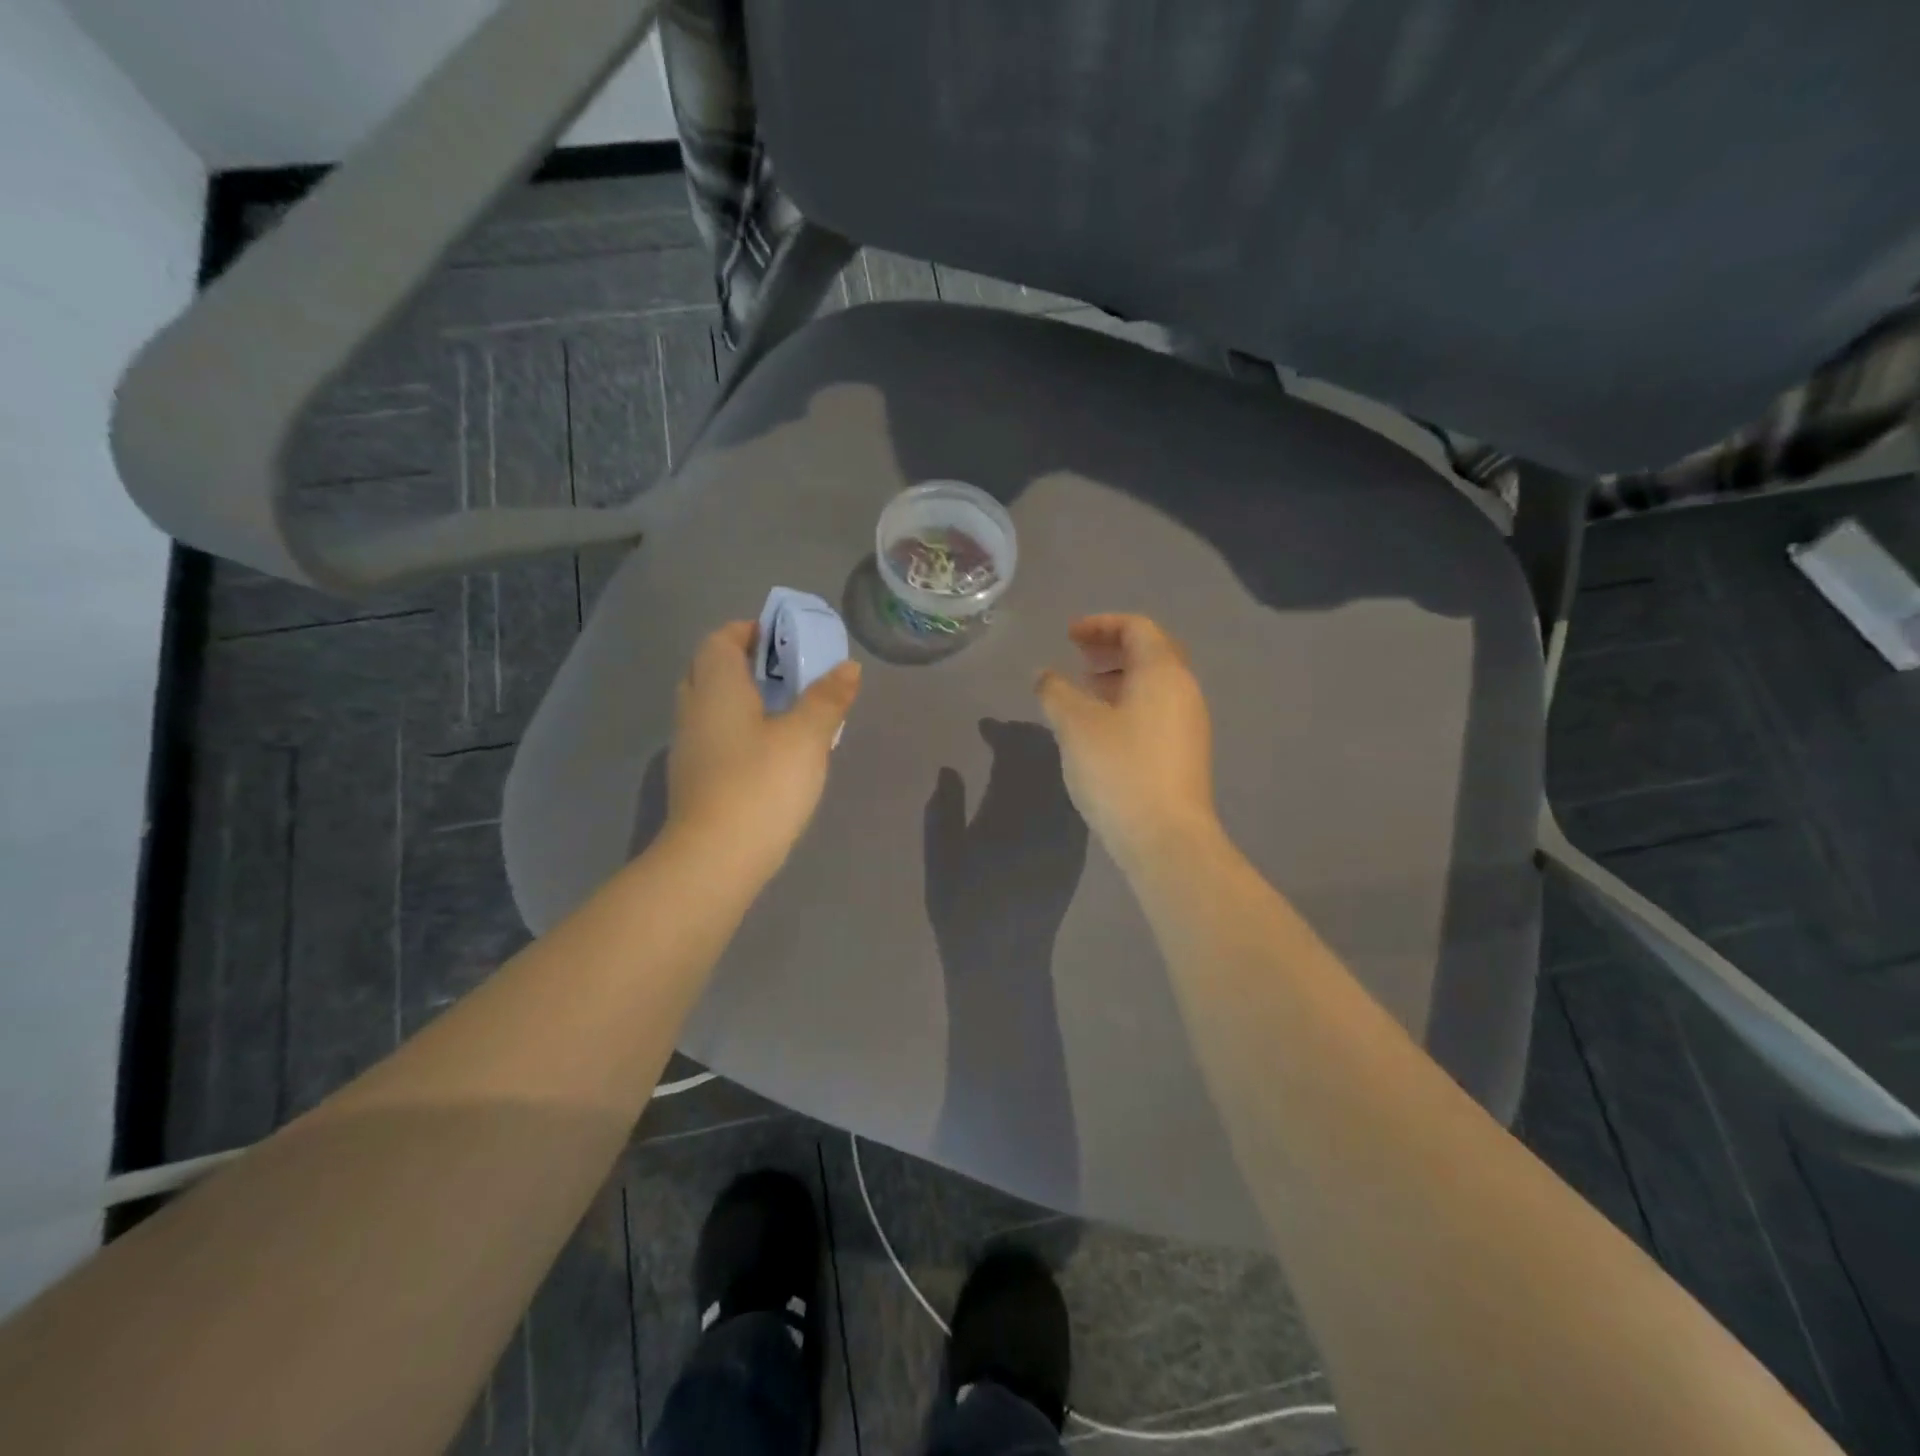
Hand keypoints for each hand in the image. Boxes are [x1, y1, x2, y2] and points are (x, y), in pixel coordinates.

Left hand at [666, 621, 861, 877]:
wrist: (715, 858)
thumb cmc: (762, 784)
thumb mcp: (807, 737)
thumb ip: (828, 698)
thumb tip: (848, 666)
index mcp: (716, 687)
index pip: (721, 640)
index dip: (747, 630)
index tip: (781, 636)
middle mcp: (693, 709)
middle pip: (709, 669)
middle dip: (742, 662)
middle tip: (785, 670)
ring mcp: (688, 746)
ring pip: (709, 704)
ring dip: (740, 697)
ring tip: (783, 707)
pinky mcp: (693, 778)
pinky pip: (713, 734)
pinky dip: (736, 728)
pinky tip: (767, 749)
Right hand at [1034, 614, 1217, 862]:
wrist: (1166, 837)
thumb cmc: (1120, 770)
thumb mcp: (1075, 726)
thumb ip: (1056, 692)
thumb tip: (1045, 676)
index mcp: (1162, 672)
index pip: (1137, 627)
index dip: (1100, 624)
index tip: (1068, 636)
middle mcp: (1184, 690)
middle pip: (1151, 652)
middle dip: (1112, 648)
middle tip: (1077, 657)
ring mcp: (1189, 723)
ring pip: (1154, 684)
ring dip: (1119, 677)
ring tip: (1085, 690)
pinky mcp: (1185, 752)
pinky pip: (1156, 710)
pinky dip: (1128, 703)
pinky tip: (1102, 727)